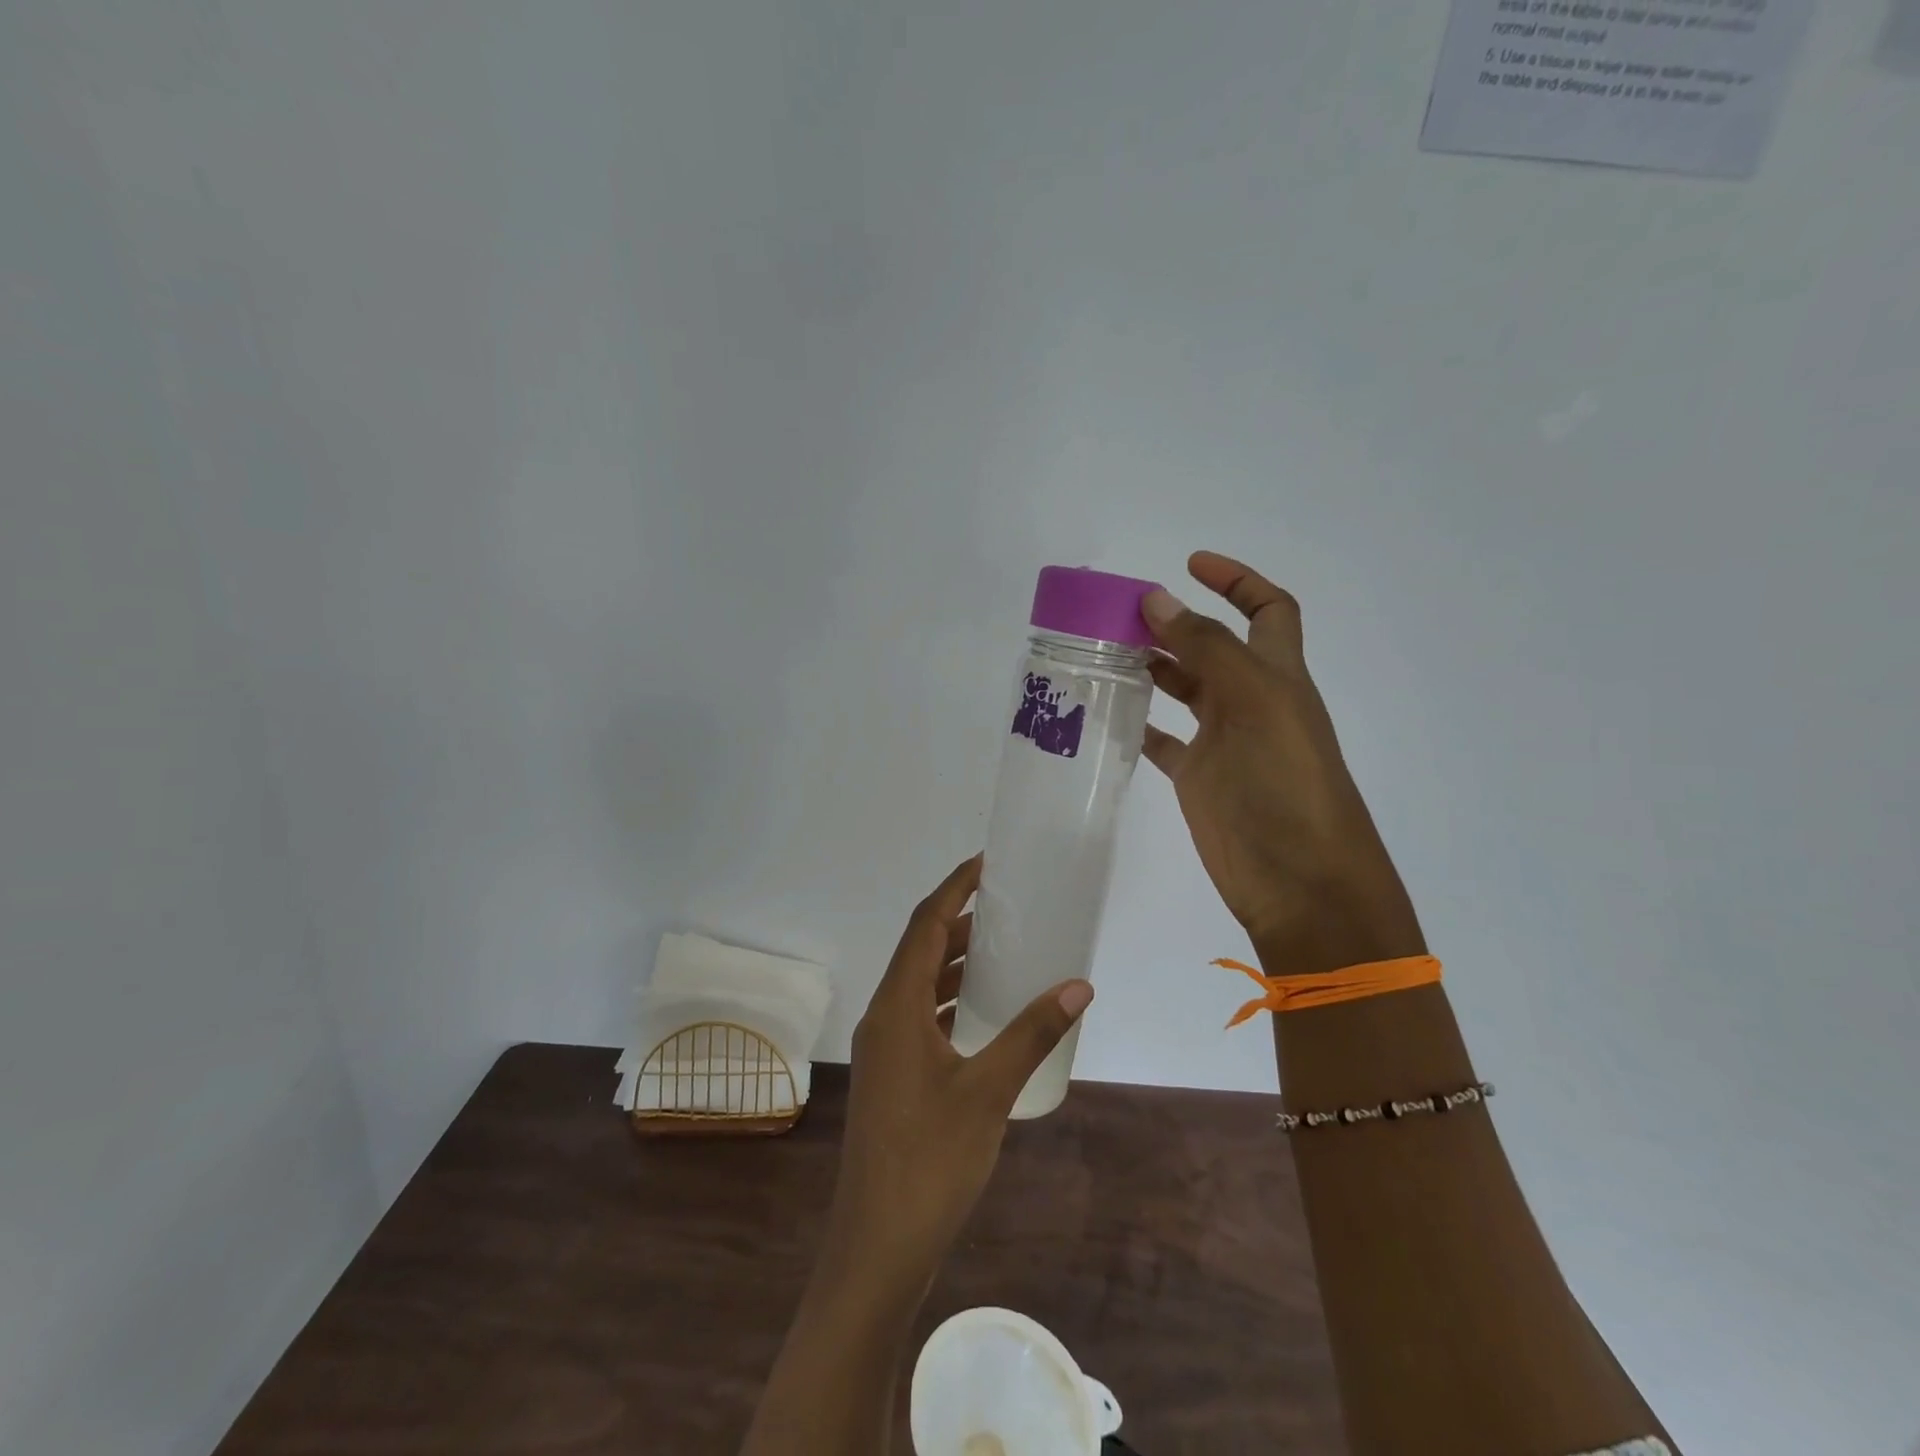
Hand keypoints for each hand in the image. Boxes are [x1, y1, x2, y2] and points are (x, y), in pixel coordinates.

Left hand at [824, 855, 1093, 1290]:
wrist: (877, 1248)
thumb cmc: (930, 1161)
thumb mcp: (989, 1090)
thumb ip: (1032, 1033)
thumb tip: (1078, 984)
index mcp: (896, 1006)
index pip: (923, 925)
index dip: (953, 888)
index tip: (986, 863)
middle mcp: (883, 1017)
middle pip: (920, 950)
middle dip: (959, 922)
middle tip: (1006, 907)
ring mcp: (884, 1050)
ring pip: (920, 986)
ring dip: (955, 963)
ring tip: (1002, 951)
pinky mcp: (892, 1077)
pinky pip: (922, 1018)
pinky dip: (952, 1002)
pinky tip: (984, 1015)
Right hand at [1141, 551, 1424, 973]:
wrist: (1298, 878)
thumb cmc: (1286, 782)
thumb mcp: (1254, 701)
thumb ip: (1206, 648)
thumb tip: (1157, 600)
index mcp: (1277, 674)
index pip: (1267, 610)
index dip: (1237, 580)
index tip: (1191, 563)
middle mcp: (1251, 700)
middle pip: (1213, 646)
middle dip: (1176, 622)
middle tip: (1122, 614)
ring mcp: (1223, 740)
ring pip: (1184, 689)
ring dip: (1153, 667)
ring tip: (1106, 653)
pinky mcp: (1198, 777)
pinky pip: (1164, 740)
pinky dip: (1141, 724)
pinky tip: (1111, 714)